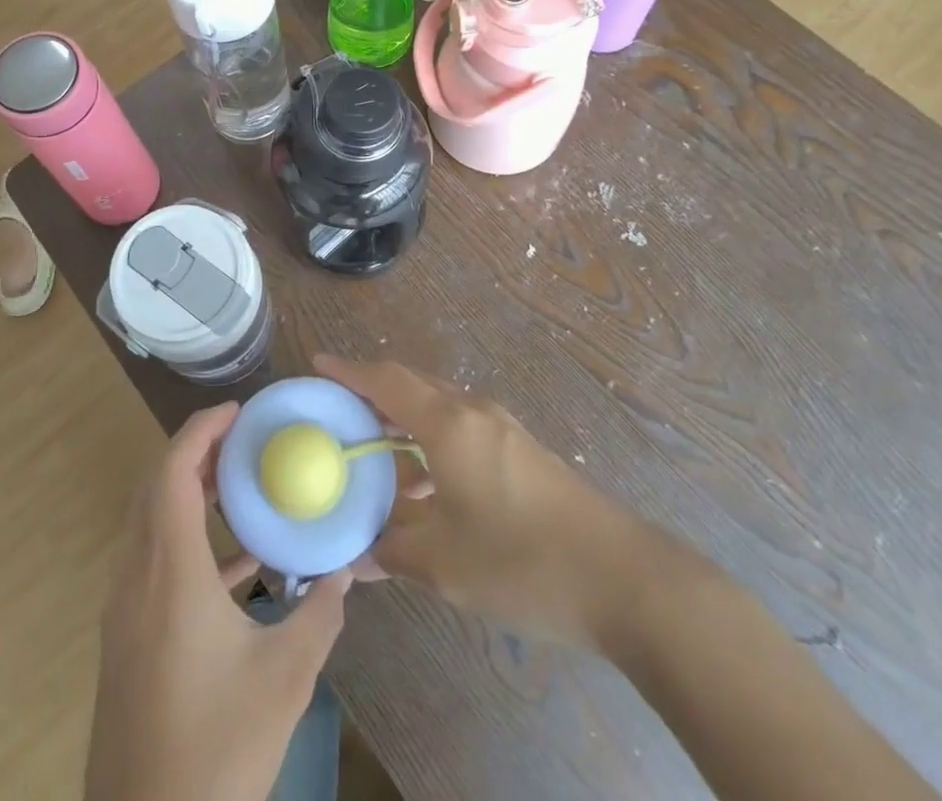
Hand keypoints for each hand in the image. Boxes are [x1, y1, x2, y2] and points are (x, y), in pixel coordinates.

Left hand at [84, 402, 352, 800]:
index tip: (239, 411)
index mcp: (169, 574)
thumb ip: (320, 614)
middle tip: (245, 439)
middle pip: (156, 488)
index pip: (173, 473)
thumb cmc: (216, 748)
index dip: (201, 430)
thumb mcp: (284, 679)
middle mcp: (137, 579)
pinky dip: (190, 541)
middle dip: (197, 452)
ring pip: (152, 524)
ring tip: (243, 486)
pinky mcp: (126, 639)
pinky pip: (154, 561)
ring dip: (192, 494)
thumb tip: (348, 569)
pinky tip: (239, 563)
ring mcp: (125, 611)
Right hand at [316, 354, 650, 647]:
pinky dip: (432, 443)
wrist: (623, 577)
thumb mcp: (445, 563)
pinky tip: (426, 488)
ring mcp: (502, 429)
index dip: (349, 371)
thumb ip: (394, 551)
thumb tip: (357, 557)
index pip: (387, 381)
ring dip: (404, 421)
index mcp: (448, 424)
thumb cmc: (522, 560)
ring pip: (439, 408)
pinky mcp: (522, 452)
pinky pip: (461, 429)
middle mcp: (473, 413)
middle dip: (373, 391)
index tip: (318, 364)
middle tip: (338, 411)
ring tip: (375, 455)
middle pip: (413, 385)